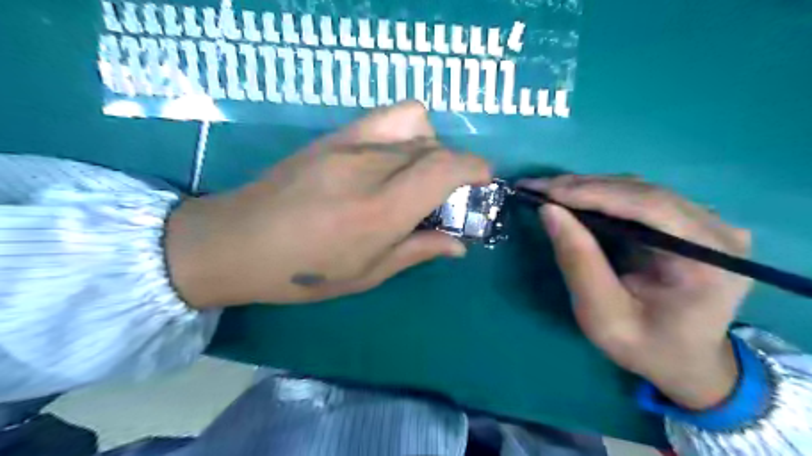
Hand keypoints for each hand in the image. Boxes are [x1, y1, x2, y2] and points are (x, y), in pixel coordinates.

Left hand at [166, 101, 490, 307]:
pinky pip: (387, 116)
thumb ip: (418, 251)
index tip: (485, 180)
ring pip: (416, 126)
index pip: (445, 168)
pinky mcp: (334, 136)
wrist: (237, 241)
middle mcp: (371, 168)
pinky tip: (394, 156)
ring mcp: (350, 144)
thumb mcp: (367, 273)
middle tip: (449, 195)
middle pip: (435, 148)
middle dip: (456, 167)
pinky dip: (408, 129)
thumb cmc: (303, 271)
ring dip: (433, 148)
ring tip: (420, 174)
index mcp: (382, 210)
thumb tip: (459, 245)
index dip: (476, 168)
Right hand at [523, 175, 751, 409]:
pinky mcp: (689, 221)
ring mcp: (707, 222)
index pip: (648, 206)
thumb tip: (549, 210)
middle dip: (582, 187)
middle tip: (536, 187)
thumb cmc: (646, 347)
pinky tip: (573, 198)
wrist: (686, 361)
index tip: (545, 191)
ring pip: (638, 190)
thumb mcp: (603, 316)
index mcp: (708, 258)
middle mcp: (716, 230)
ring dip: (588, 188)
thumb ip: (578, 262)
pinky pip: (639, 198)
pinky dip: (600, 196)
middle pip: (642, 192)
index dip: (592, 193)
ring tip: (548, 191)